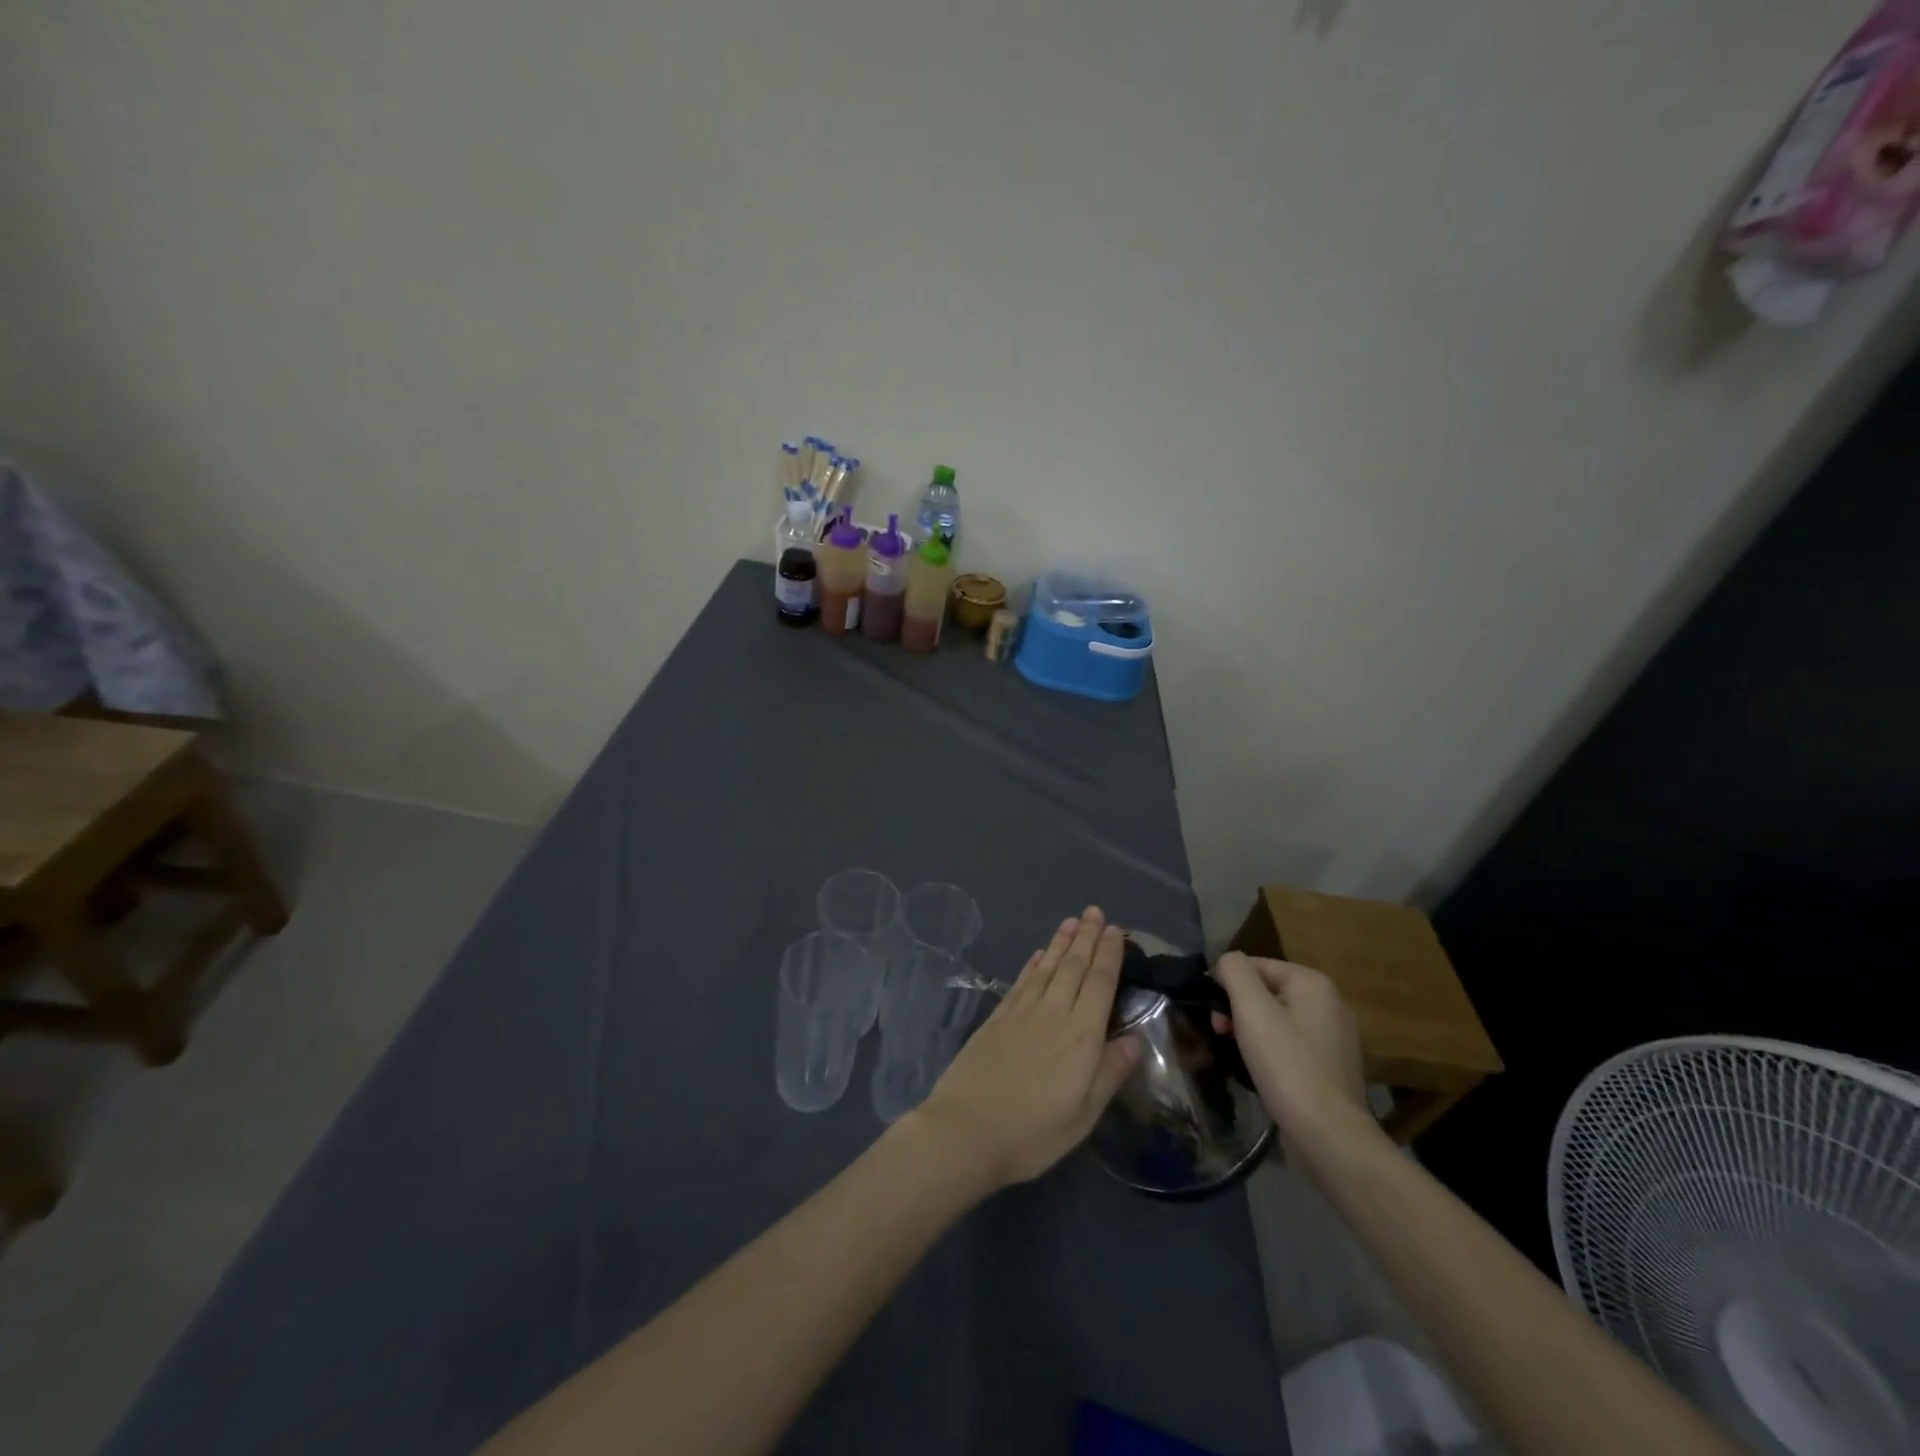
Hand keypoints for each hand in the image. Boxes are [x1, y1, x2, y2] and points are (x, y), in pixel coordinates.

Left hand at [912, 906, 1139, 1190]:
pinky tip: (1039, 954)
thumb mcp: (1084, 1115)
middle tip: (1095, 911)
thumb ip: (1110, 1072)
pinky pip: (1021, 981)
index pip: (1100, 983)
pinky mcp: (997, 1018)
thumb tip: (1135, 1038)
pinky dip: (1033, 964)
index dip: (1108, 954)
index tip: (1115, 930)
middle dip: (1087, 937)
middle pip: (1073, 967)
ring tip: (1072, 921)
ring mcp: (1021, 1012)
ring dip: (1061, 942)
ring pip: (1047, 968)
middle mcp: (1053, 1013)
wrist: (966, 1130)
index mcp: (1081, 1036)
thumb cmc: (1033, 1132)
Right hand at [1211, 953, 1377, 1148]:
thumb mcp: (1251, 1008)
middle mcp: (1331, 1003)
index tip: (1214, 1014)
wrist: (1328, 1135)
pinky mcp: (1333, 1067)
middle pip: (1268, 991)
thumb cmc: (1286, 1064)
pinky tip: (1262, 1071)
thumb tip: (1227, 963)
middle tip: (1220, 1033)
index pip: (1256, 965)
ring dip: (1252, 1030)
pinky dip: (1273, 1051)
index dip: (1227, 984)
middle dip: (1239, 1008)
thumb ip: (1234, 971)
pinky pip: (1292, 1045)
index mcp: (1314, 983)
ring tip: (1237, 1054)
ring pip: (1278, 1019)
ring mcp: (1336, 1037)